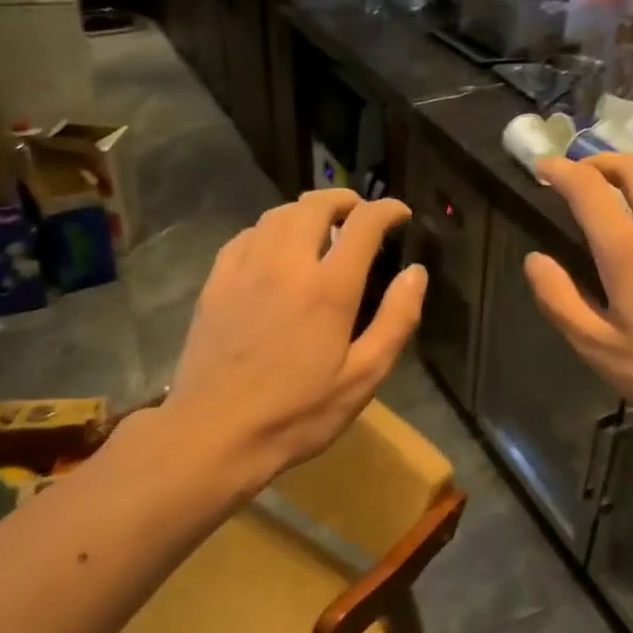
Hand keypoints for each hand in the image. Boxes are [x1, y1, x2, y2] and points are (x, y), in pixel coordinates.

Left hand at [159, 190, 424, 483]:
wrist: (216, 432)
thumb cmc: (298, 412)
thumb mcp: (363, 377)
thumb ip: (396, 320)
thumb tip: (416, 274)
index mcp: (329, 287)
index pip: (363, 224)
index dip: (386, 210)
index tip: (400, 213)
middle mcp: (286, 264)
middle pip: (315, 206)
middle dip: (344, 200)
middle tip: (360, 212)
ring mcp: (245, 269)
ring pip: (277, 215)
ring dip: (306, 210)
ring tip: (322, 224)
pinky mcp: (216, 283)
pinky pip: (246, 236)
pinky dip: (270, 229)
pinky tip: (274, 247)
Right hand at [525, 154, 632, 440]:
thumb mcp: (596, 346)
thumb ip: (558, 298)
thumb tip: (534, 259)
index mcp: (627, 247)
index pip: (587, 187)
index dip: (559, 170)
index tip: (541, 167)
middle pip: (632, 166)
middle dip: (599, 161)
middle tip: (579, 175)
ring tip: (616, 191)